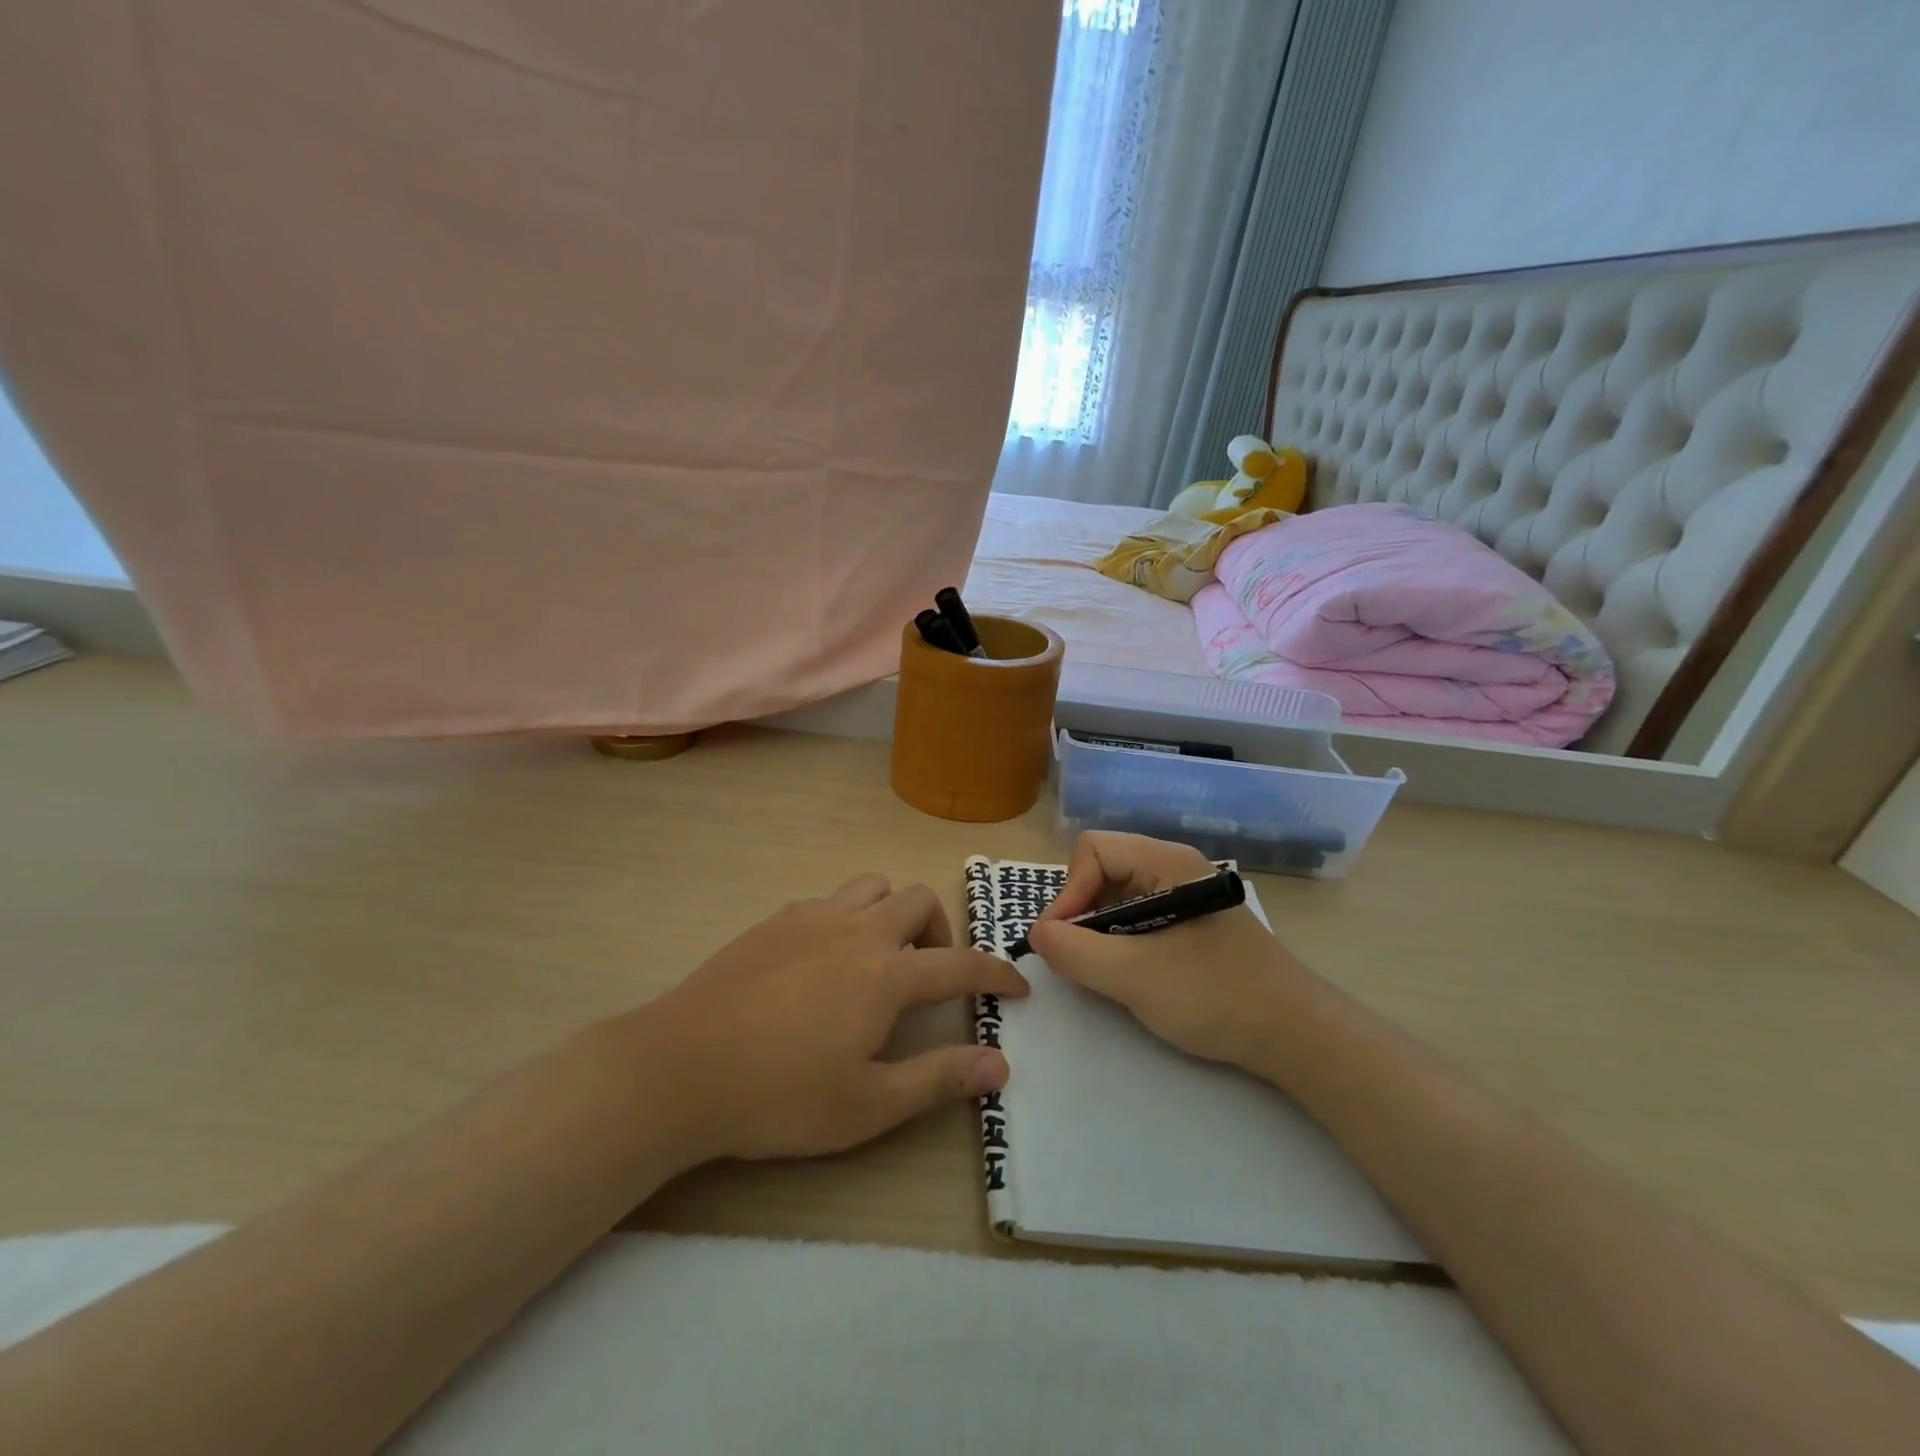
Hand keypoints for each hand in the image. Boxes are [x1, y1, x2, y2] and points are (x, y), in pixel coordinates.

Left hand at [638, 873, 1027, 1161]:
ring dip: (892, 913)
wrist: (680, 1068)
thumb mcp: (868, 1106)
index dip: (997, 973)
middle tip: (928, 976)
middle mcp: (856, 931)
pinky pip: (828, 899)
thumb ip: (939, 1079)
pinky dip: (847, 918)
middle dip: (940, 933)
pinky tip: (824, 960)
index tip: (1017, 986)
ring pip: (873, 886)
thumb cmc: (779, 1096)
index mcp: (886, 975)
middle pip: (918, 901)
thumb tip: (1000, 1063)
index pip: (961, 964)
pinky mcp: (774, 920)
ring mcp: (812, 918)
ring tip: (879, 958)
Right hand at [1027, 832, 1313, 1071]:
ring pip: (1118, 895)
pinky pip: (1139, 916)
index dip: (1068, 891)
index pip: (1092, 850)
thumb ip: (1075, 952)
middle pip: (1102, 869)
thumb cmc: (1215, 995)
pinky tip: (1132, 974)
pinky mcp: (1191, 923)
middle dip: (1082, 912)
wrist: (1296, 1035)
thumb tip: (1037, 934)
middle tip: (1080, 959)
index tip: (1061, 941)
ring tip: (1105, 971)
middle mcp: (1174, 867)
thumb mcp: (1134, 977)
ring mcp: (1185, 895)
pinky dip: (1122, 941)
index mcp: (1165, 861)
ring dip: (1101, 930)